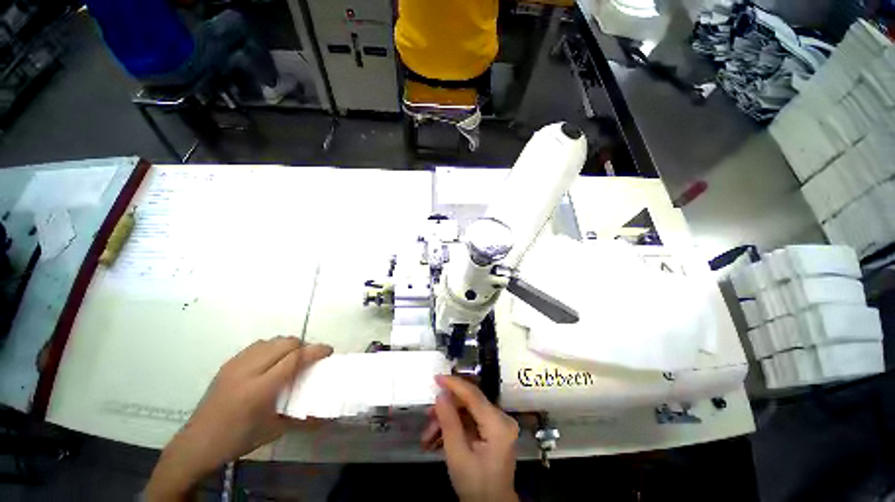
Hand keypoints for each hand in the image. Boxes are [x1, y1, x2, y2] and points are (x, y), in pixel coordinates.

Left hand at [145, 337, 332, 499]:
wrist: (197, 443)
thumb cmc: (238, 440)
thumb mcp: (273, 431)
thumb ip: (302, 418)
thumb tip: (328, 416)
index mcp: (260, 389)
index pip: (295, 358)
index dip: (315, 350)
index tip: (329, 351)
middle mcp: (248, 370)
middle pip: (285, 343)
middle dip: (304, 345)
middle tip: (311, 357)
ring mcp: (236, 364)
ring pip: (272, 340)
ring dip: (288, 344)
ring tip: (293, 358)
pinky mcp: (228, 363)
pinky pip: (258, 345)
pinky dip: (272, 347)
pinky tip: (272, 360)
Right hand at [421, 375, 519, 501]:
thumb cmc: (476, 486)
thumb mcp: (458, 456)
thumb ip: (449, 422)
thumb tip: (441, 395)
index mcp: (498, 424)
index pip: (473, 395)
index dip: (454, 384)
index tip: (436, 378)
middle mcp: (501, 418)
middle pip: (469, 402)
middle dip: (446, 409)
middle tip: (427, 416)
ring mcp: (498, 424)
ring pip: (468, 411)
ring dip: (447, 420)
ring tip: (428, 436)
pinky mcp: (493, 430)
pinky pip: (471, 420)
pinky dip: (454, 427)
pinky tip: (438, 438)